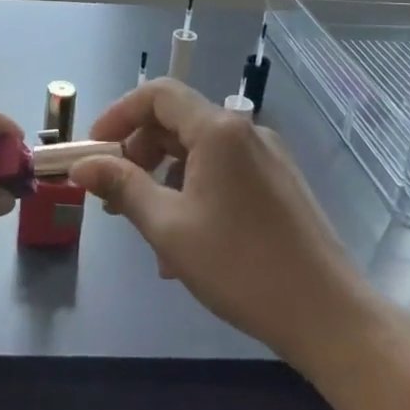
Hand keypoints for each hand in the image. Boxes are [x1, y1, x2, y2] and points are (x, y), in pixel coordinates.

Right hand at [72, 80, 367, 372]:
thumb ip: (122, 187)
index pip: (157, 94)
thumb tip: (81, 165)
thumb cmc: (240, 266)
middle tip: (115, 193)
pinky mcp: (280, 183)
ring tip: (149, 230)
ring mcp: (267, 156)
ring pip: (199, 152)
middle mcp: (245, 131)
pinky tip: (187, 243)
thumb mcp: (168, 227)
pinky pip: (223, 172)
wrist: (328, 315)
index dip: (118, 114)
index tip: (94, 149)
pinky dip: (194, 192)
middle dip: (138, 152)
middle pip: (177, 121)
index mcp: (218, 130)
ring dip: (164, 179)